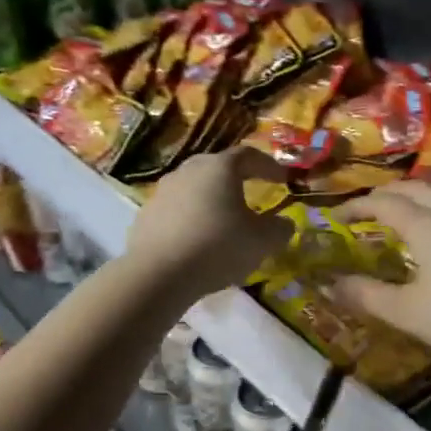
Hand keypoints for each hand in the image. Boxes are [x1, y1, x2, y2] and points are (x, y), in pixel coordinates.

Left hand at [125, 147, 290, 300]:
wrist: (159, 274)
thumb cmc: (218, 247)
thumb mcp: (262, 241)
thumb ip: (279, 228)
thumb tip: (284, 222)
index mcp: (220, 168)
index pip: (249, 156)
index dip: (268, 166)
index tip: (283, 178)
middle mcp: (189, 171)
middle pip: (217, 168)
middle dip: (237, 179)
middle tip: (251, 192)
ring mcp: (163, 191)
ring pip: (195, 188)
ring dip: (211, 199)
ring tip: (223, 219)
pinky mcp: (146, 215)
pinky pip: (177, 210)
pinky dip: (191, 218)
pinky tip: (197, 238)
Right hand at [329, 180, 430, 372]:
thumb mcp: (407, 312)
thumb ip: (365, 296)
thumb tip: (329, 285)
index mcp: (426, 225)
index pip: (382, 202)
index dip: (354, 207)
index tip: (333, 217)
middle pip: (413, 187)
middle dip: (383, 195)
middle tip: (362, 212)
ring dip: (410, 199)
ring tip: (394, 219)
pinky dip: (430, 212)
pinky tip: (430, 239)